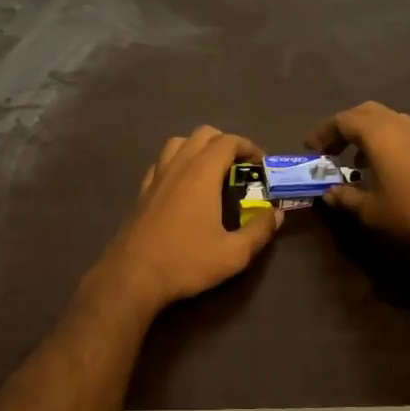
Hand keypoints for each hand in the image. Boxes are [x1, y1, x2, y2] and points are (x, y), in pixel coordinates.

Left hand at [96, 126, 283, 311]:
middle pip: (203, 134)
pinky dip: (177, 162)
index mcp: (202, 173)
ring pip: (179, 143)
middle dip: (225, 143)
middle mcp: (178, 165)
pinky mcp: (142, 190)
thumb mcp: (233, 254)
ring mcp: (157, 176)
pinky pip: (162, 161)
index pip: (228, 141)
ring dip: (199, 147)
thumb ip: (259, 231)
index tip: (261, 164)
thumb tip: (276, 214)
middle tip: (240, 166)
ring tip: (212, 171)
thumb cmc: (186, 261)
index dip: (248, 146)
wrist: (132, 276)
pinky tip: (183, 185)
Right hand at [307, 101, 409, 240]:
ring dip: (367, 133)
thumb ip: (345, 197)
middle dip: (345, 126)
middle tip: (332, 148)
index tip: (310, 150)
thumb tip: (328, 192)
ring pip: (385, 119)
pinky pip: (402, 132)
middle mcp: (395, 123)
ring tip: (358, 159)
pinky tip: (387, 167)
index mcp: (375, 132)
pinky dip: (387, 141)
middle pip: (363, 112)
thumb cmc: (408, 208)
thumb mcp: (369, 209)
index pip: (340, 121)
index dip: (322, 133)